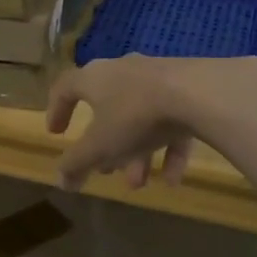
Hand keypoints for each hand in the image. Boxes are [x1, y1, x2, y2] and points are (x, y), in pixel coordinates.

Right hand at [46, 55, 194, 191]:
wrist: (200, 94)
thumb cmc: (135, 115)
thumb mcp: (100, 146)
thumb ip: (76, 164)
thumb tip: (60, 181)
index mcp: (94, 78)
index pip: (65, 88)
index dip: (56, 110)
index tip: (56, 134)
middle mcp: (123, 72)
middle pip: (107, 109)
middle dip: (106, 145)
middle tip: (105, 170)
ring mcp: (158, 78)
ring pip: (140, 118)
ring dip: (136, 153)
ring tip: (139, 184)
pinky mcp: (188, 89)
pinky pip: (172, 122)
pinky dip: (168, 150)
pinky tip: (172, 180)